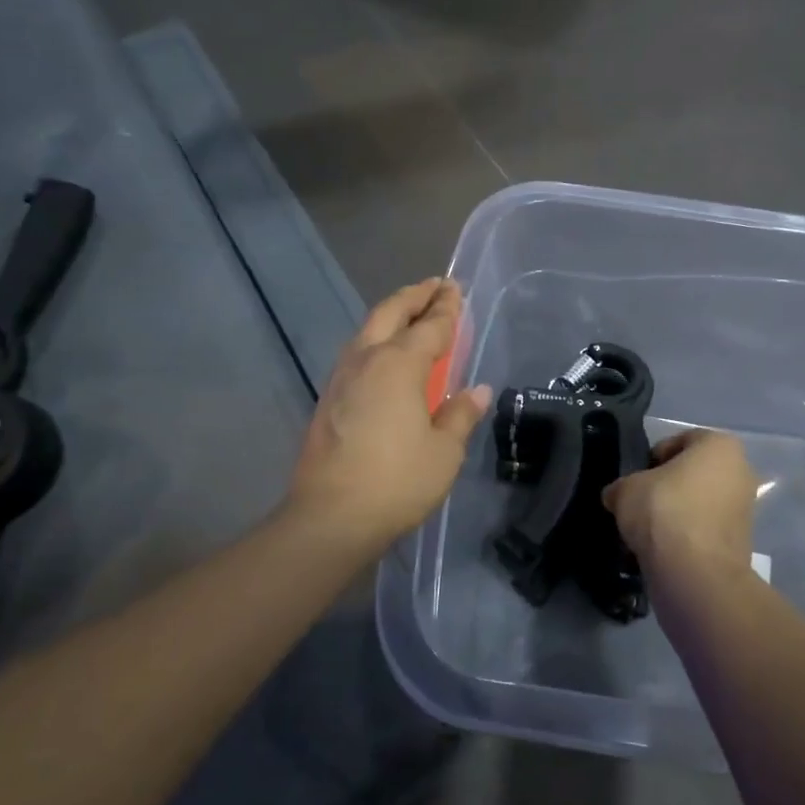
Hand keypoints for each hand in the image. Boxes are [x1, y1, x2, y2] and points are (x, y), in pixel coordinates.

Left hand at [288, 279, 492, 552]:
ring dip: (392, 314)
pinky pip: (357, 352)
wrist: (330, 518)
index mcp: (399, 364)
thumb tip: (476, 390)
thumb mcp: (444, 452)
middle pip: (391, 313)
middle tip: (436, 287)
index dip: (447, 307)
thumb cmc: (397, 481)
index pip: (430, 326)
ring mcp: (341, 378)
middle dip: (415, 296)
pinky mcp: (328, 398)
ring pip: (368, 330)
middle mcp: (367, 360)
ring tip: (412, 314)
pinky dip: (377, 339)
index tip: (457, 289)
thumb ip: (460, 414)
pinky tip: (385, 356)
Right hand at [602, 429, 756, 577]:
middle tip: (638, 505)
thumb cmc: (664, 512)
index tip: (634, 480)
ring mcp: (744, 510)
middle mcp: (740, 472)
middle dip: (664, 488)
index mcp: (720, 446)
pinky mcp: (739, 544)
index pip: (677, 442)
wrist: (695, 575)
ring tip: (645, 532)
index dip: (650, 460)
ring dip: (673, 515)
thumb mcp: (626, 489)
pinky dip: (683, 538)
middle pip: (690, 474)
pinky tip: (659, 551)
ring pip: (696, 504)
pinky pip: (702, 531)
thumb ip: (622, 486)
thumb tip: (617, 496)